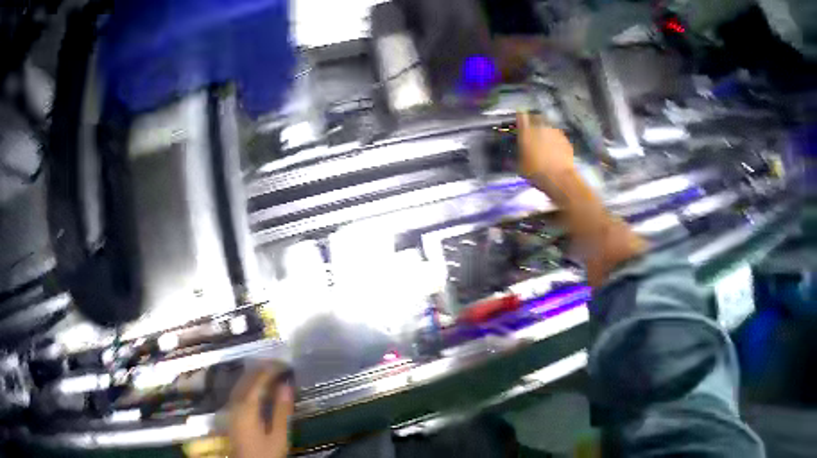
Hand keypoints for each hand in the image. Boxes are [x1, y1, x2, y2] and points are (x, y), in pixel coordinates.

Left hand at [229, 366, 293, 457]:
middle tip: (279, 365)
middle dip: (262, 369)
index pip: (257, 380)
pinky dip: (249, 383)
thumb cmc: (265, 453)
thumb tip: (287, 385)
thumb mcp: (278, 435)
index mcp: (247, 406)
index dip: (270, 369)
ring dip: (254, 374)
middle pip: (246, 378)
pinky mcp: (232, 413)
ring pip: (241, 383)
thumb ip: (281, 410)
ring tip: (270, 370)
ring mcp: (231, 407)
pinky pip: (239, 390)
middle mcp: (236, 402)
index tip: (285, 364)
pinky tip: (257, 386)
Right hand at [516, 112, 575, 202]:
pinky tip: (554, 149)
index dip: (520, 116)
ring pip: (548, 126)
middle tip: (531, 130)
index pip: (521, 116)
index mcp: (527, 131)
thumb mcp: (520, 165)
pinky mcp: (566, 139)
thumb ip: (518, 153)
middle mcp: (541, 127)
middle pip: (536, 117)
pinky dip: (554, 139)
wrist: (560, 179)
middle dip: (533, 121)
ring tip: (543, 141)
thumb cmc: (537, 173)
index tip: (519, 119)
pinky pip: (557, 135)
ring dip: (545, 130)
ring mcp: (555, 131)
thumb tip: (516, 152)